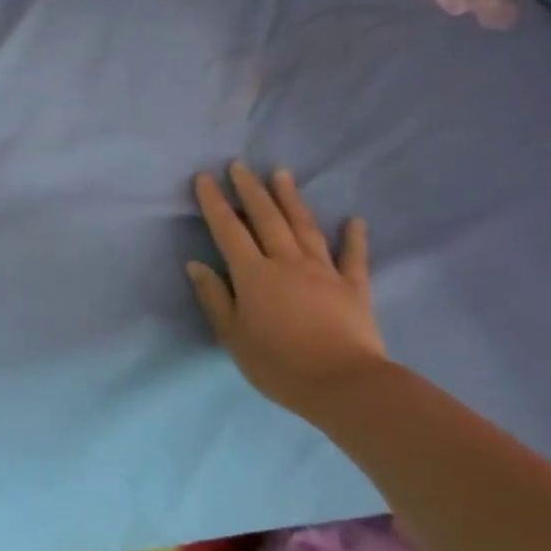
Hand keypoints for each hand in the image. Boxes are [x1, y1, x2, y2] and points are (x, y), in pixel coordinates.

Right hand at [186, 162, 386, 416]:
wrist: (343, 384)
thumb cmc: (277, 364)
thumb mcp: (233, 336)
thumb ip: (214, 298)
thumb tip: (196, 265)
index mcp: (253, 275)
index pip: (228, 230)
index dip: (214, 203)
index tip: (204, 177)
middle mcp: (287, 262)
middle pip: (266, 218)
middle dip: (250, 189)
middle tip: (239, 165)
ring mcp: (324, 271)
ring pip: (304, 227)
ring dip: (290, 199)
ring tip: (281, 173)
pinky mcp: (354, 287)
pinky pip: (353, 257)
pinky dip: (354, 237)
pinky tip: (354, 220)